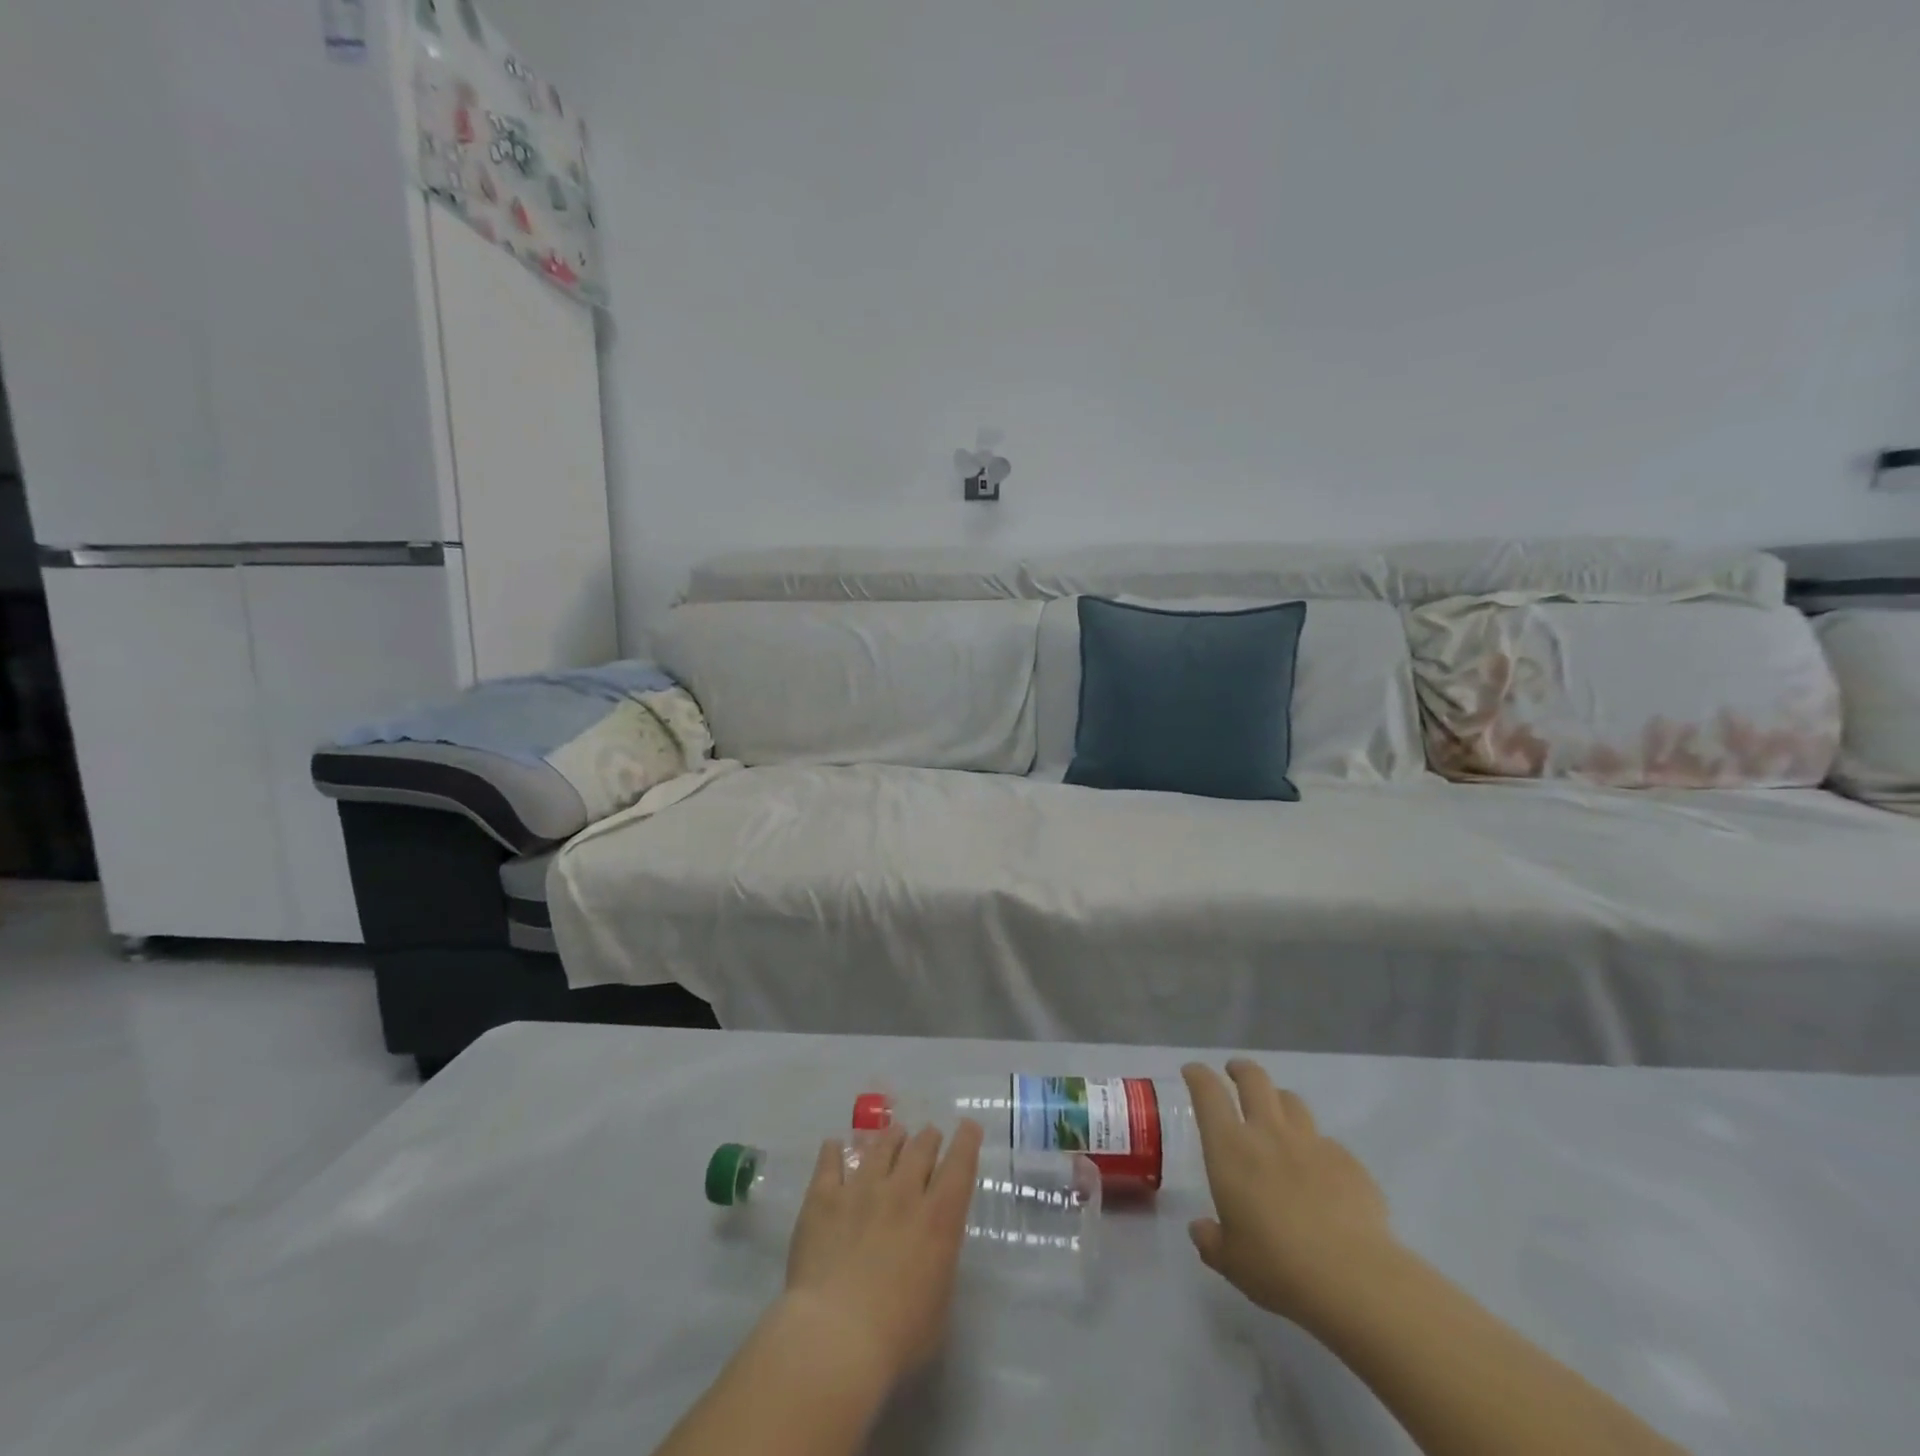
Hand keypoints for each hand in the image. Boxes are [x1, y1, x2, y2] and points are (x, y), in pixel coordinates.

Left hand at [779, 1120, 984, 1390]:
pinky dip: (834, 1151)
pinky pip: (830, 1161)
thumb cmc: (897, 1337)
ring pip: (881, 1146)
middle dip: (928, 1138)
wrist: (834, 1337)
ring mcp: (861, 1189)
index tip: (968, 1126)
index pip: (960, 1164)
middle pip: (920, 1148)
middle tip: (928, 1136)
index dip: (966, 1140)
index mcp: (939, 1218)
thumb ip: (939, 1261)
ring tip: (893, 1134)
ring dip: (891, 1137)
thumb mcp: (939, 1303)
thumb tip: (932, 1245)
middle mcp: (903, 1192)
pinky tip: (834, 1146)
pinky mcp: (824, 1197)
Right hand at [1183, 1060, 1397, 1327]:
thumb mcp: (1231, 1261)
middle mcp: (1269, 1133)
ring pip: (1292, 1102)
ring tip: (1277, 1113)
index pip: (1208, 1093)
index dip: (1198, 1076)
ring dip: (1279, 1100)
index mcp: (1230, 1148)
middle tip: (1235, 1072)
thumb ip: (1211, 1239)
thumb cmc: (1277, 1266)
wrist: (1354, 1280)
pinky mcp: (1348, 1162)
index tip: (1193, 1071)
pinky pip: (1326, 1142)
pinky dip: (1316, 1147)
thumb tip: (1201, 1229)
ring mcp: (1312, 1143)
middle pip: (1254, 1079)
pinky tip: (1320, 1172)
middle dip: (1241, 1070)